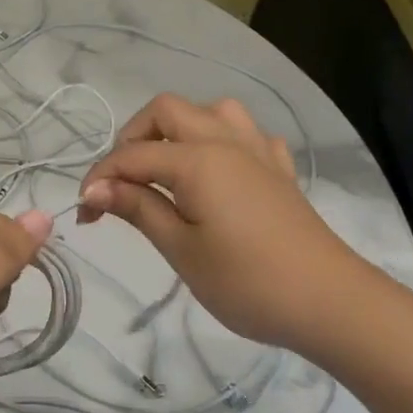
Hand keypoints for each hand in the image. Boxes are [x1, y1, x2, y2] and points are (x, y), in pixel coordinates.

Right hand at [77, 95, 369, 349]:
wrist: (328, 302)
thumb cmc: (246, 281)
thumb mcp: (181, 249)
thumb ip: (138, 208)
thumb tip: (95, 189)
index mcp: (197, 159)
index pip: (132, 156)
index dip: (101, 179)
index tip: (84, 213)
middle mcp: (225, 140)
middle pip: (167, 111)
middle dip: (134, 138)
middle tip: (122, 183)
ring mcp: (258, 151)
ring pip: (211, 111)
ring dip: (180, 130)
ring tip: (167, 167)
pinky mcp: (279, 170)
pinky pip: (247, 135)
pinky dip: (222, 142)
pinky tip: (219, 171)